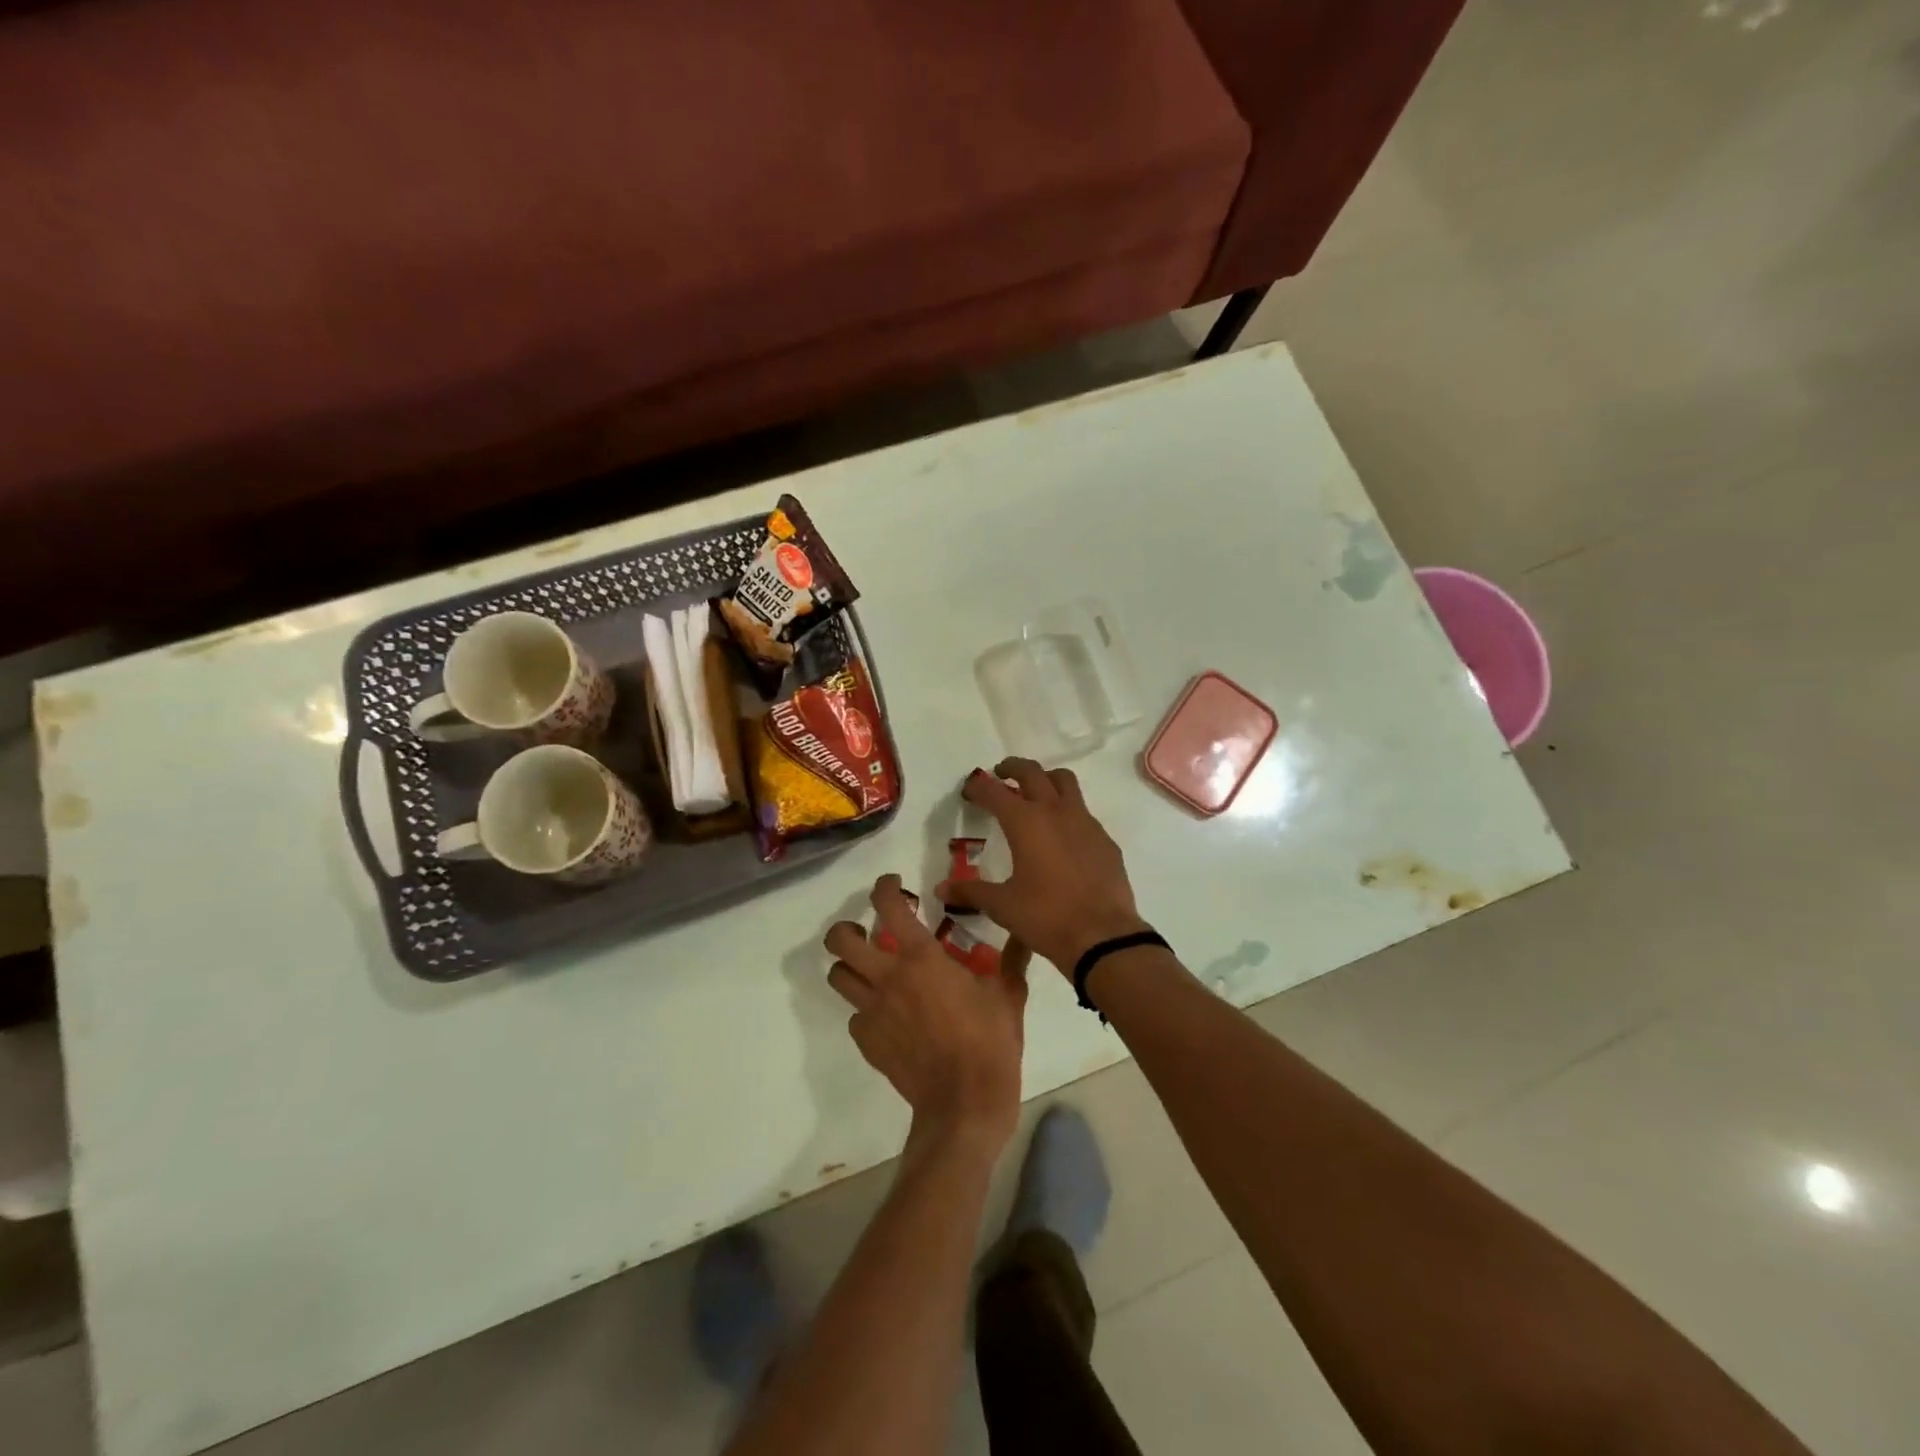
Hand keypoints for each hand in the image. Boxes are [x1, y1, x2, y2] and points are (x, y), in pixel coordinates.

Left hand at [824, 875, 1029, 1148]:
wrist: (964, 1105)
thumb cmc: (990, 1043)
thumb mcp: (1008, 994)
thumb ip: (1012, 958)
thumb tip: (1024, 931)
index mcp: (922, 957)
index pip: (889, 906)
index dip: (884, 887)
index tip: (893, 884)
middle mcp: (888, 977)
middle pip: (840, 940)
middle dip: (847, 928)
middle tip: (867, 930)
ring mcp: (873, 1011)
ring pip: (838, 976)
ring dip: (849, 966)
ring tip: (871, 969)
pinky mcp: (868, 1041)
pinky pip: (855, 1016)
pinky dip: (866, 1009)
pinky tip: (889, 1015)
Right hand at [936, 759, 1148, 973]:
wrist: (1103, 936)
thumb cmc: (1046, 916)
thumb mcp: (1002, 906)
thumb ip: (971, 892)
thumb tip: (941, 889)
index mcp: (1025, 822)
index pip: (994, 791)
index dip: (978, 787)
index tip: (969, 790)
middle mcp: (1055, 811)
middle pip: (1032, 772)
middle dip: (1013, 768)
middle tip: (1001, 774)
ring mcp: (1085, 822)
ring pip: (1065, 782)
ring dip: (1046, 779)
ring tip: (1035, 793)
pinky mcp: (1104, 839)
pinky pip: (1083, 812)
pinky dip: (1068, 811)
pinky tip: (1063, 836)